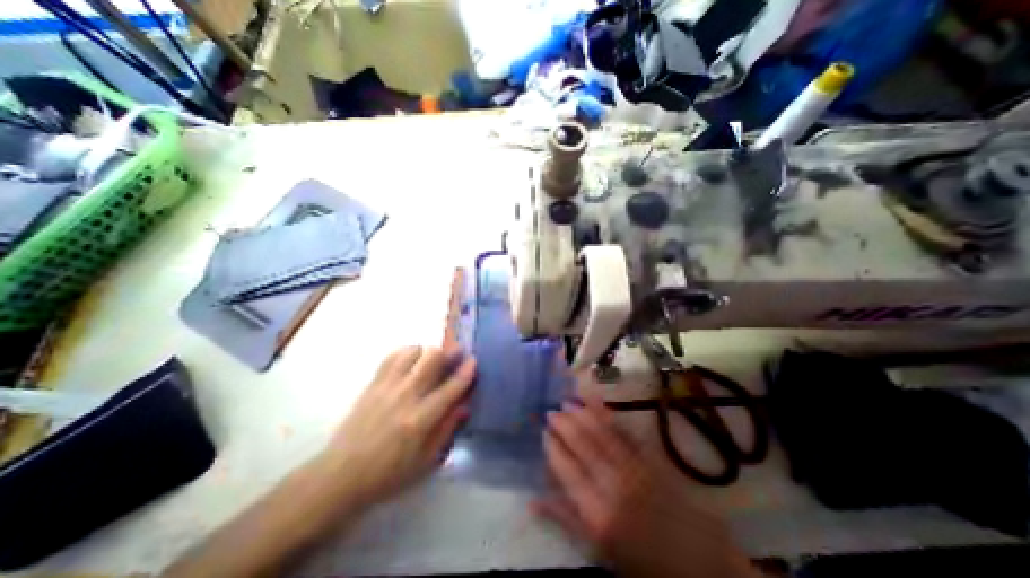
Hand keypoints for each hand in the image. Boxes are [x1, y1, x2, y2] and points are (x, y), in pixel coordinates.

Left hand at [320, 346, 476, 508]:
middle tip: (454, 356)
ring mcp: (387, 386)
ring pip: (413, 351)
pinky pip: (393, 356)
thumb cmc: (388, 474)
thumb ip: (447, 430)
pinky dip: (406, 353)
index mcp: (421, 419)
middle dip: (449, 352)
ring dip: (427, 352)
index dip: (466, 371)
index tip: (473, 361)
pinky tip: (410, 363)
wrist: (340, 476)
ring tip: (430, 362)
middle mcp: (406, 396)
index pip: (451, 387)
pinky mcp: (373, 383)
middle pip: (432, 358)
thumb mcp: (425, 462)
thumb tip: (464, 406)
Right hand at [539, 396, 752, 577]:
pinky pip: (624, 432)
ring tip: (567, 400)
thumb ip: (566, 520)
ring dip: (582, 414)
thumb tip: (533, 502)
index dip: (553, 448)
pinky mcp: (651, 459)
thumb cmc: (642, 560)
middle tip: (551, 411)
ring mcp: (635, 468)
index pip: (567, 471)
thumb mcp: (599, 549)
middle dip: (564, 425)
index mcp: (598, 514)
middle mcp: (614, 486)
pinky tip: (597, 402)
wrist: (699, 562)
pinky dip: (607, 414)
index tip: (544, 432)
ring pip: (601, 434)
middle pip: (583, 447)